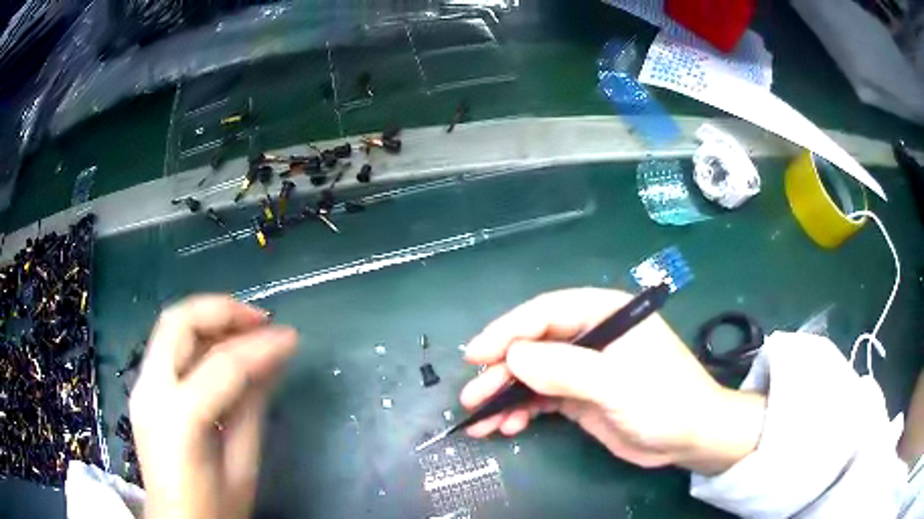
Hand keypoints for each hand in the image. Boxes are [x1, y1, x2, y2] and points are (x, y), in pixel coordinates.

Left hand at [130, 295, 297, 518]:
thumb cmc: (215, 509)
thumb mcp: (242, 466)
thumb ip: (252, 408)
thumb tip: (273, 361)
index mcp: (178, 419)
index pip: (222, 365)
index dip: (260, 347)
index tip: (292, 336)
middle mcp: (150, 390)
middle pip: (178, 323)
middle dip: (222, 310)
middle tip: (261, 320)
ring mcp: (141, 387)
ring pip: (170, 327)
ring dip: (208, 319)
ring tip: (246, 328)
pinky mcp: (143, 390)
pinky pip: (168, 347)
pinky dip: (197, 338)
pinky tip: (223, 350)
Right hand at [460, 288, 765, 474]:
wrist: (690, 437)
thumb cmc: (664, 400)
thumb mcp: (617, 383)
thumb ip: (566, 369)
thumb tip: (513, 357)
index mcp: (605, 314)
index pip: (546, 313)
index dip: (507, 332)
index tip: (476, 356)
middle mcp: (591, 336)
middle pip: (533, 345)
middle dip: (500, 371)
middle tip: (471, 397)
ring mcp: (584, 368)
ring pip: (532, 374)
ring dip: (505, 396)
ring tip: (482, 421)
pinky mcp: (580, 396)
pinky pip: (541, 398)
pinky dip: (521, 411)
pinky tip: (507, 427)